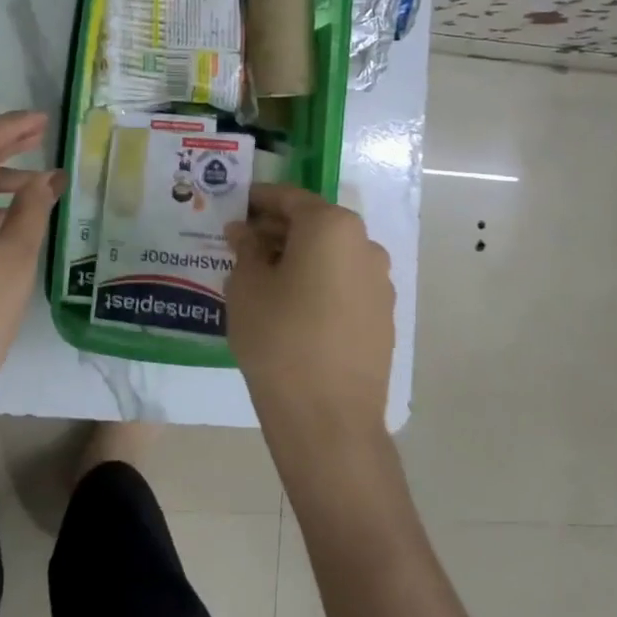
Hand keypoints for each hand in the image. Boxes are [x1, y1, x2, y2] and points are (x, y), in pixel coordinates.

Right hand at [225, 184, 394, 443]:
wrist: (328, 418)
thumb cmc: (279, 339)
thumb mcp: (246, 286)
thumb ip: (246, 249)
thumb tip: (245, 232)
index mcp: (331, 226)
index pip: (289, 198)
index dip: (258, 200)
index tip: (234, 208)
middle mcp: (364, 244)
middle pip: (314, 224)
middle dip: (277, 230)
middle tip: (241, 244)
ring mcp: (379, 282)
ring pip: (330, 255)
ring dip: (298, 257)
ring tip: (263, 277)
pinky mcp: (383, 315)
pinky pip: (344, 283)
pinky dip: (318, 282)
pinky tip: (291, 306)